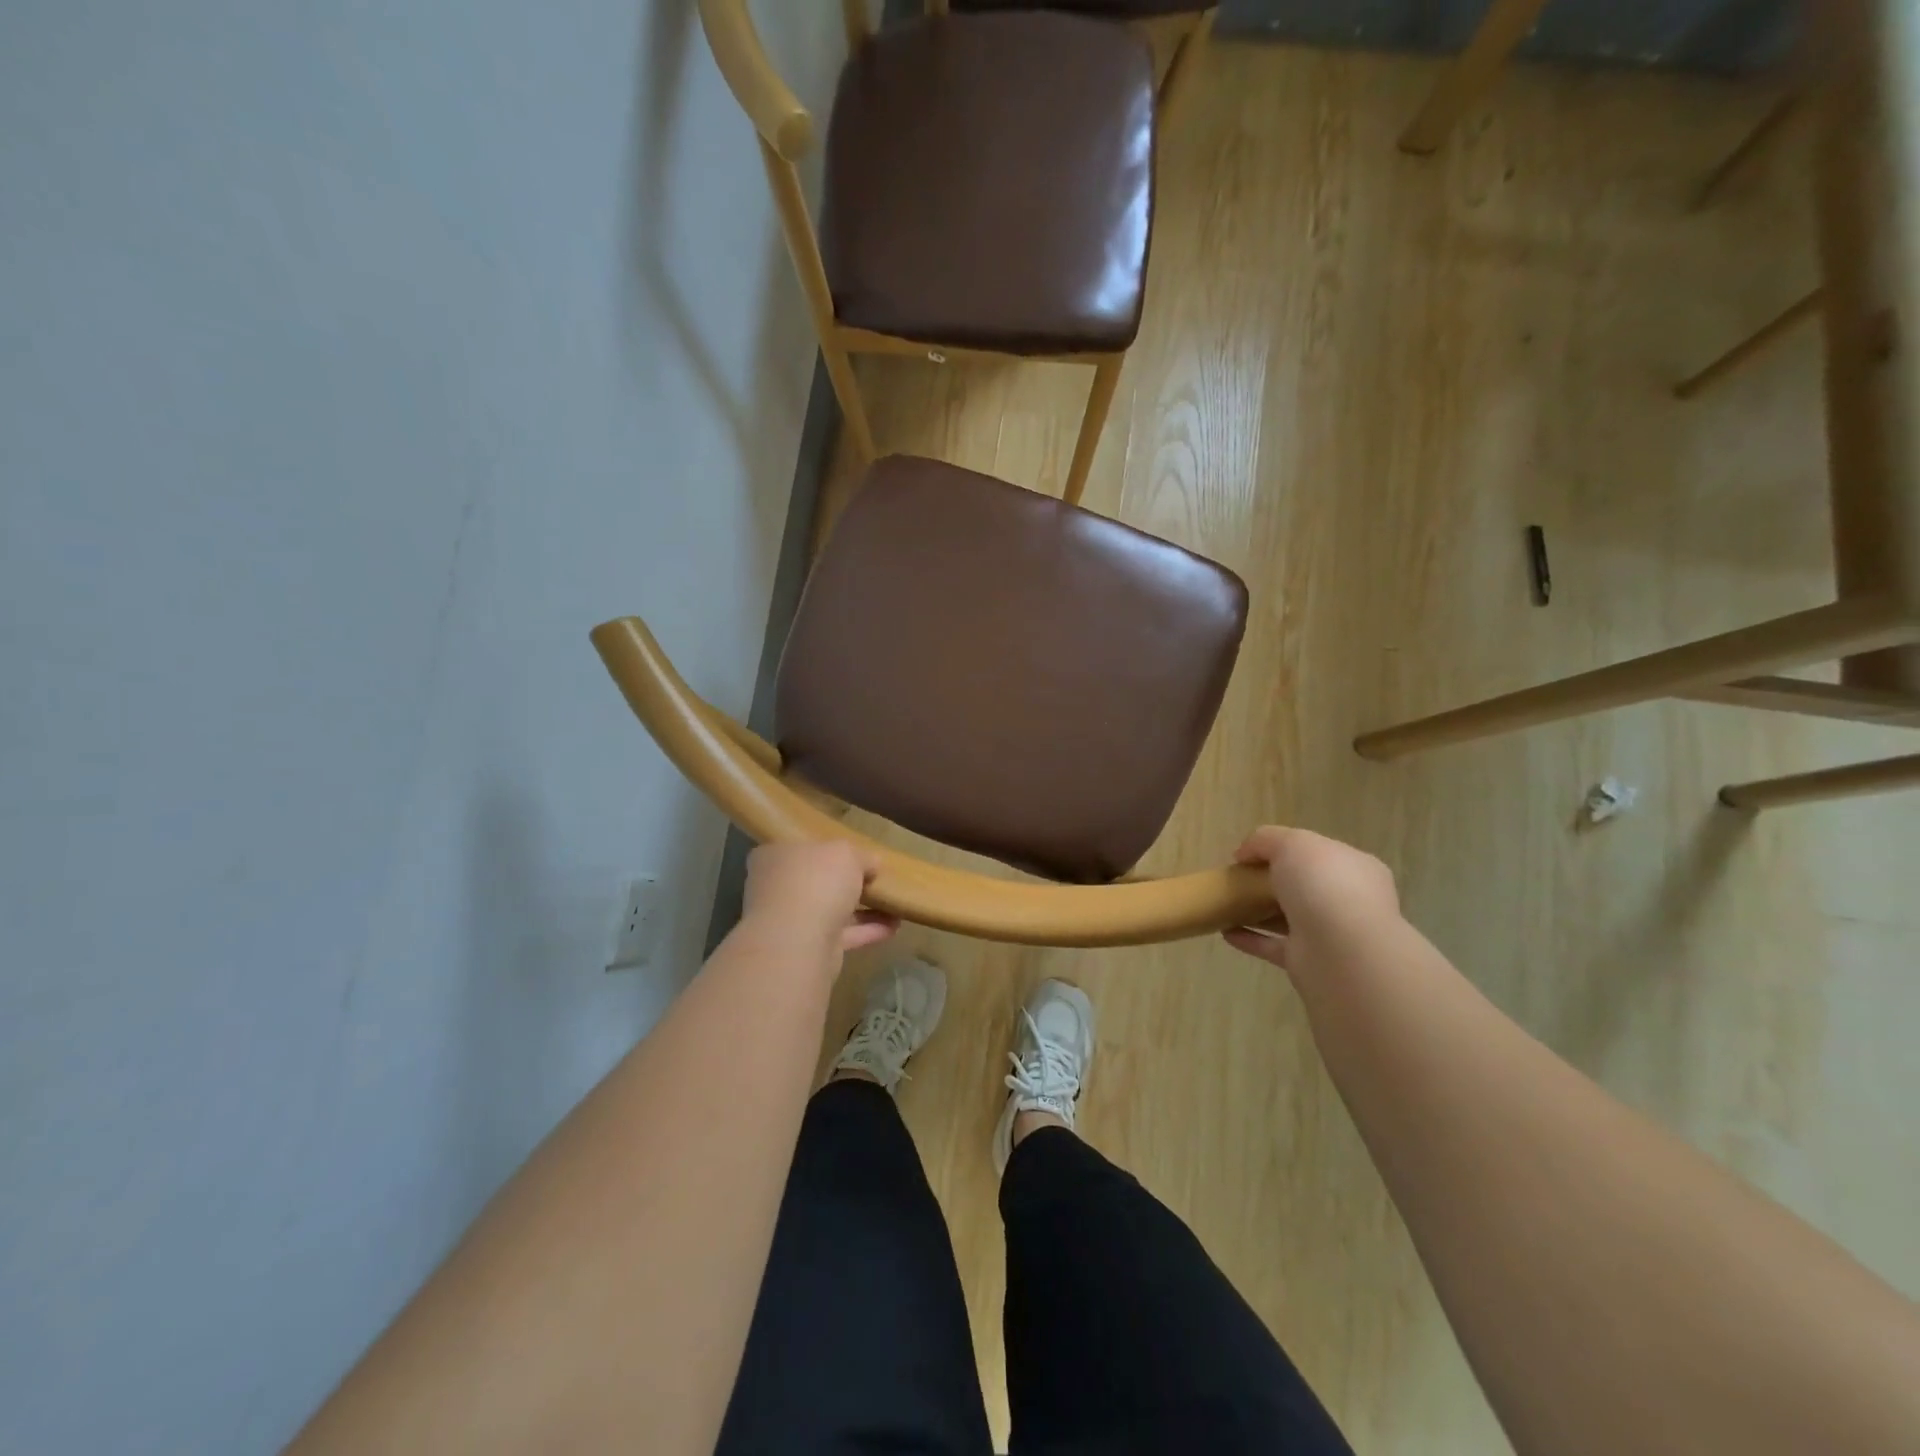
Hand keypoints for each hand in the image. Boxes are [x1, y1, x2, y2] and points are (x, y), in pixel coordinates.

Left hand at [741, 841, 897, 956]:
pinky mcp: (808, 948)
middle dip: (847, 882)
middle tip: (876, 879)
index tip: (856, 855)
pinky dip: (867, 930)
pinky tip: (894, 926)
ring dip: (863, 909)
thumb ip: (861, 856)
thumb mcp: (846, 853)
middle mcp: (778, 888)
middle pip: (817, 881)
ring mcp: (791, 921)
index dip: (829, 850)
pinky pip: (842, 934)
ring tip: (894, 904)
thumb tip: (872, 864)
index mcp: (776, 857)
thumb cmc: (815, 881)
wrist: (798, 941)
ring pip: (831, 910)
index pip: (801, 848)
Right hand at [1222, 825, 1399, 975]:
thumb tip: (1244, 854)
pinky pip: (1274, 946)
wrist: (1341, 951)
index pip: (1318, 853)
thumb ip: (1266, 840)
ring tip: (1226, 905)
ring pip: (1288, 917)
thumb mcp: (1292, 843)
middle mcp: (1347, 900)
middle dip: (1272, 882)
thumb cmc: (1324, 886)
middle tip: (1239, 878)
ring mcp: (1329, 934)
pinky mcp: (1310, 962)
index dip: (1285, 850)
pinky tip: (1225, 932)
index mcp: (1354, 867)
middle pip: (1303, 886)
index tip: (1251, 855)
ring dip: (1258, 912)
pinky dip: (1251, 939)